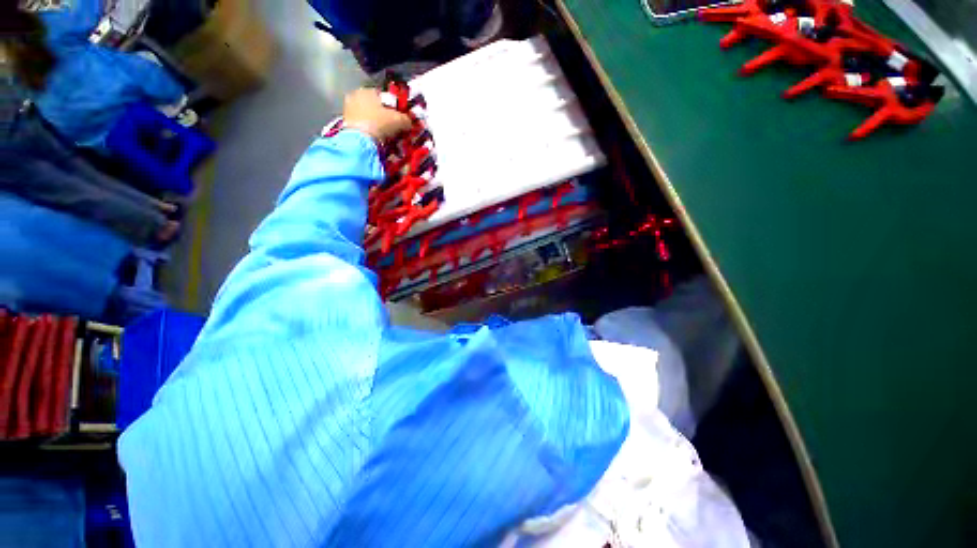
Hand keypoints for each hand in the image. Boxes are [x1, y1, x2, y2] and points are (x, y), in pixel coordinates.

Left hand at [342, 88, 411, 140]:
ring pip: (367, 116)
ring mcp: (348, 108)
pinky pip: (361, 125)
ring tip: (384, 135)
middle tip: (392, 128)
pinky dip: (368, 130)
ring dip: (376, 124)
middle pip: (374, 106)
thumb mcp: (399, 120)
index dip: (394, 107)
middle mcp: (356, 95)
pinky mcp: (345, 122)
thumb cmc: (380, 123)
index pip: (384, 96)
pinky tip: (375, 138)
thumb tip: (409, 122)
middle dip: (383, 116)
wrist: (360, 141)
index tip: (399, 118)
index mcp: (368, 89)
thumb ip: (407, 119)